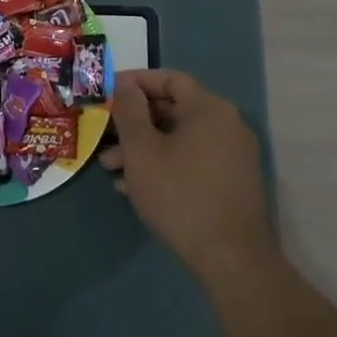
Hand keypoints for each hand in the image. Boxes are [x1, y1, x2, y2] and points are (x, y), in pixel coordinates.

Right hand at [99, 69, 274, 276]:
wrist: (230, 259)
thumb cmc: (179, 195)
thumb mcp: (142, 150)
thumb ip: (130, 111)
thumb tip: (126, 86)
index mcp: (209, 109)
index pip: (169, 78)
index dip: (135, 82)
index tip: (106, 93)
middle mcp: (227, 125)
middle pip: (174, 109)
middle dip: (134, 122)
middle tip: (103, 134)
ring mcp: (233, 156)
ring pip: (179, 139)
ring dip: (143, 148)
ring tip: (110, 168)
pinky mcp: (231, 183)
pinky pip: (191, 160)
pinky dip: (163, 165)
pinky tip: (134, 188)